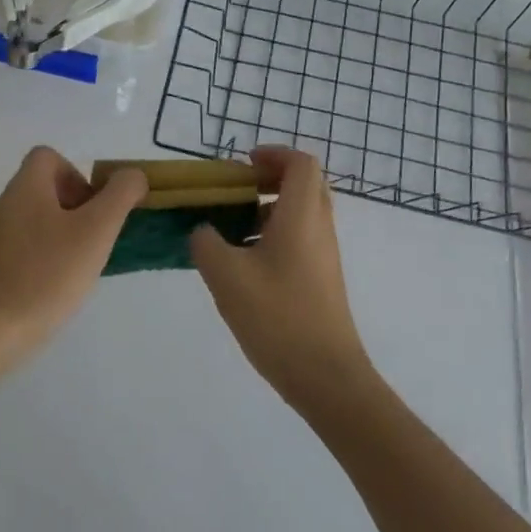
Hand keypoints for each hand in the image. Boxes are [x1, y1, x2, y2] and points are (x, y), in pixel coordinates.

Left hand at [0, 146, 146, 363]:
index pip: (48, 156)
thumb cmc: (50, 273)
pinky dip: (43, 254)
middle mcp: (3, 204)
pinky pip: (23, 245)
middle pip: (43, 187)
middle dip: (74, 205)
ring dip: (61, 231)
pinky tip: (56, 283)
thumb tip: (132, 176)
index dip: (76, 174)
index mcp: (24, 188)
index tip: (92, 208)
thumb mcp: (97, 230)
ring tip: (79, 263)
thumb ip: (120, 195)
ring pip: (34, 217)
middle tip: (93, 237)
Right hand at [190, 147, 376, 410]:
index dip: (274, 154)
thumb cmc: (278, 318)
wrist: (327, 377)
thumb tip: (203, 230)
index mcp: (302, 216)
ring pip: (302, 213)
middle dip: (270, 178)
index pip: (301, 163)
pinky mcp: (322, 279)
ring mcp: (324, 255)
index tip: (242, 165)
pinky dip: (274, 235)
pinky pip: (301, 239)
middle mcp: (320, 228)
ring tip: (232, 228)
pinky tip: (244, 264)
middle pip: (305, 184)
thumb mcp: (226, 276)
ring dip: (269, 208)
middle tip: (237, 190)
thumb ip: (206, 243)